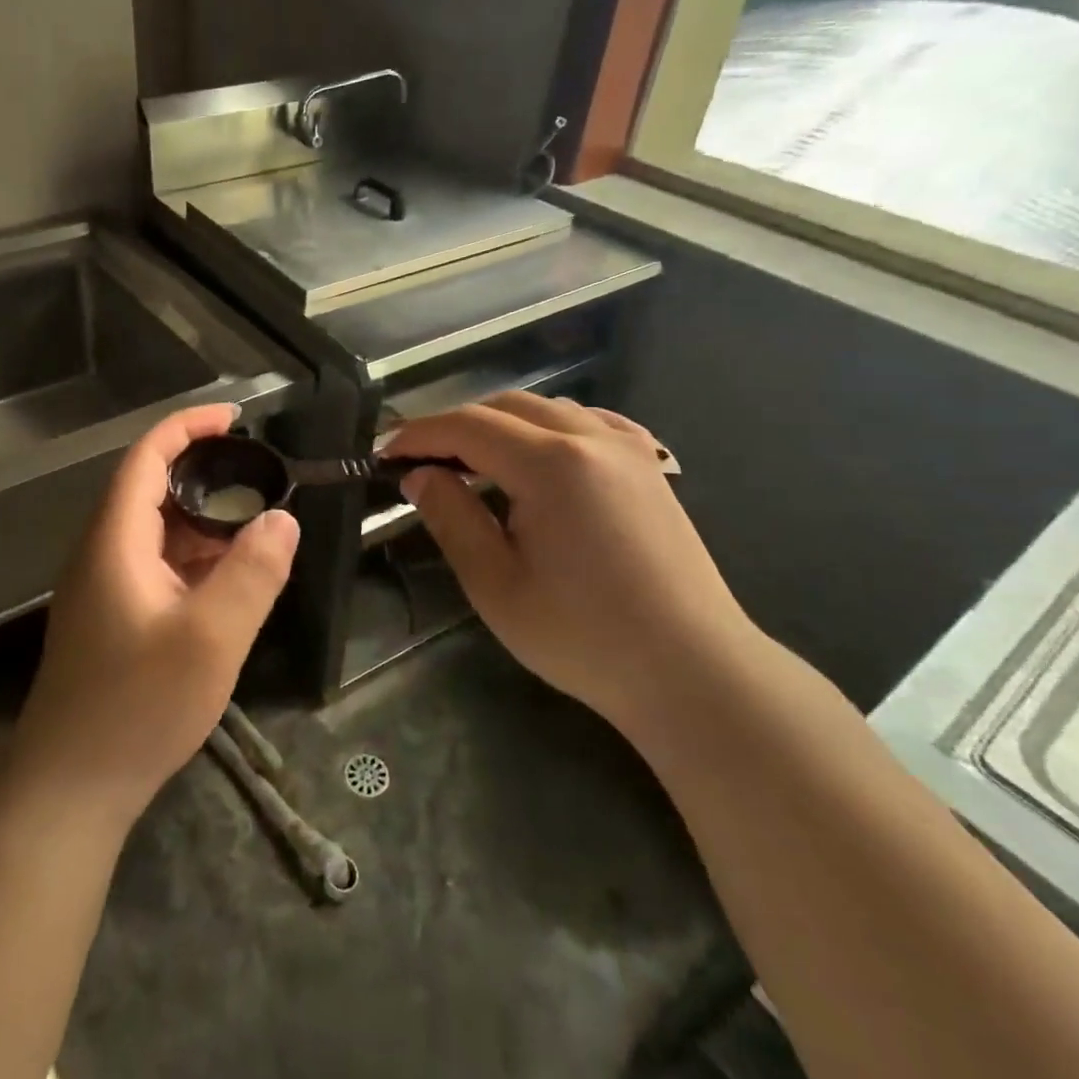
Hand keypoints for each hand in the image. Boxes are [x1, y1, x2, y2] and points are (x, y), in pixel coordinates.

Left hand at [1, 405, 299, 830]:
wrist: (70, 789)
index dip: (187, 427)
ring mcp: (105, 587)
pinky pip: (159, 567)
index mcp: (115, 540)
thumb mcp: (211, 639)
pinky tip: (230, 580)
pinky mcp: (114, 617)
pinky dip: (196, 559)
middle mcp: (103, 552)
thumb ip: (252, 574)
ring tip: (258, 527)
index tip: (236, 418)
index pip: (146, 458)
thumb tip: (284, 520)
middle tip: (263, 478)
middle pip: (152, 490)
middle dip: (206, 474)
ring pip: (158, 532)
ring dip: (205, 522)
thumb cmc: (137, 707)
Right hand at [383, 394, 751, 729]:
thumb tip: (420, 475)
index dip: (420, 434)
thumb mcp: (496, 584)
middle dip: (455, 426)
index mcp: (551, 464)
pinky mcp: (649, 467)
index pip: (468, 426)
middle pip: (505, 406)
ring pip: (547, 409)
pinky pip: (588, 423)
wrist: (692, 672)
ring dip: (499, 425)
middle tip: (421, 461)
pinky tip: (538, 457)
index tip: (386, 454)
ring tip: (471, 463)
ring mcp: (628, 448)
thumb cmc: (584, 637)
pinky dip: (547, 428)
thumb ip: (451, 518)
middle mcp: (591, 438)